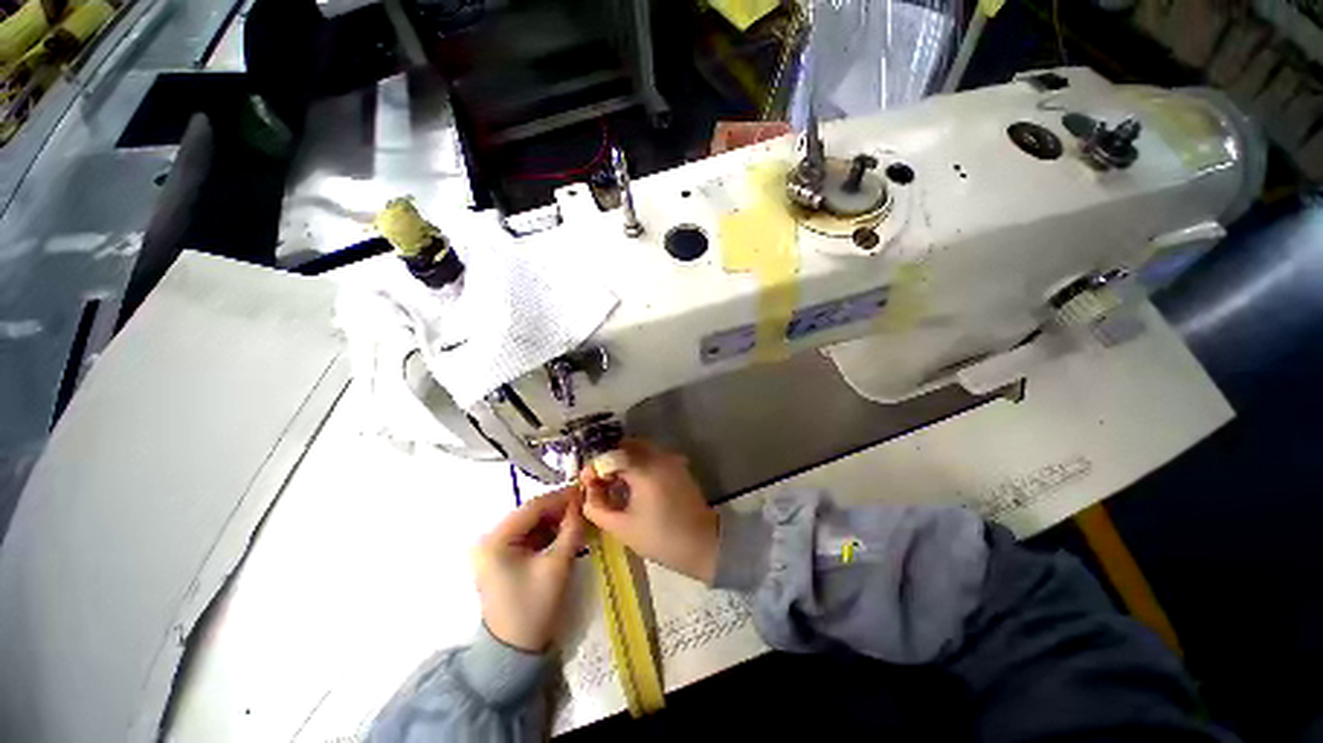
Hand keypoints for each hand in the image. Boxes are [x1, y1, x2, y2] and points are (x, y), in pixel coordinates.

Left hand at [472, 486, 585, 651]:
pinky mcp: (504, 559)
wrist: (516, 653)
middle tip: (585, 504)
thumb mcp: (557, 565)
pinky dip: (548, 533)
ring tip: (580, 517)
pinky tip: (567, 531)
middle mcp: (490, 539)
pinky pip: (529, 537)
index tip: (584, 491)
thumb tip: (582, 502)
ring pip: (532, 524)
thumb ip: (572, 529)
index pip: (533, 507)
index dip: (561, 497)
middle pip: (531, 514)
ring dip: (555, 520)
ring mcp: (495, 550)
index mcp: (496, 540)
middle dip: (559, 509)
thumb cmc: (534, 608)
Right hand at [581, 440, 719, 583]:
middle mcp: (659, 456)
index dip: (595, 467)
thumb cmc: (660, 538)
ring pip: (640, 448)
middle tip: (600, 482)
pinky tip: (634, 485)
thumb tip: (587, 491)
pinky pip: (653, 455)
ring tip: (615, 485)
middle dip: (610, 460)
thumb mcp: (622, 528)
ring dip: (624, 460)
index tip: (586, 483)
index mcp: (644, 469)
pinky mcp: (678, 465)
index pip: (612, 455)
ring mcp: (671, 459)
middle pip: (626, 445)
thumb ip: (597, 507)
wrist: (702, 544)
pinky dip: (639, 463)